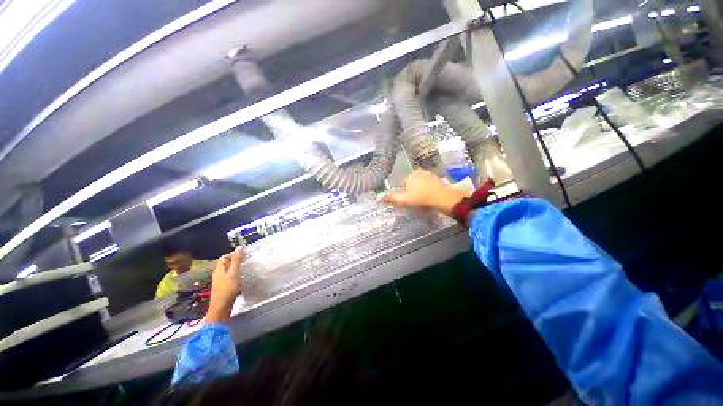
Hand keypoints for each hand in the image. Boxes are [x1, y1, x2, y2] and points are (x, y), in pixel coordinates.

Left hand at [206, 247, 243, 322]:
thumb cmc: (227, 289)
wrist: (221, 307)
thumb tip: (239, 247)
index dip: (233, 254)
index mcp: (219, 269)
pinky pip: (230, 277)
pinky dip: (236, 275)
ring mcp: (220, 281)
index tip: (243, 254)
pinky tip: (241, 278)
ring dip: (236, 268)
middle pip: (226, 264)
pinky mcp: (224, 287)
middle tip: (246, 260)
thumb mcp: (234, 273)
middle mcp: (218, 274)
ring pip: (228, 271)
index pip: (224, 257)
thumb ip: (237, 260)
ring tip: (245, 268)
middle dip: (235, 260)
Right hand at [377, 170, 469, 215]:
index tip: (411, 201)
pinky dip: (430, 189)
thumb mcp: (404, 200)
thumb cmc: (421, 199)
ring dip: (422, 190)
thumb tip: (376, 198)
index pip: (404, 185)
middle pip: (412, 184)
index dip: (406, 194)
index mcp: (410, 176)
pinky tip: (432, 197)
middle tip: (418, 201)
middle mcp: (419, 172)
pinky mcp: (438, 178)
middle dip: (413, 192)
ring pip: (421, 184)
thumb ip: (391, 198)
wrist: (443, 198)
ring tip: (425, 200)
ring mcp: (430, 174)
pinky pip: (430, 184)